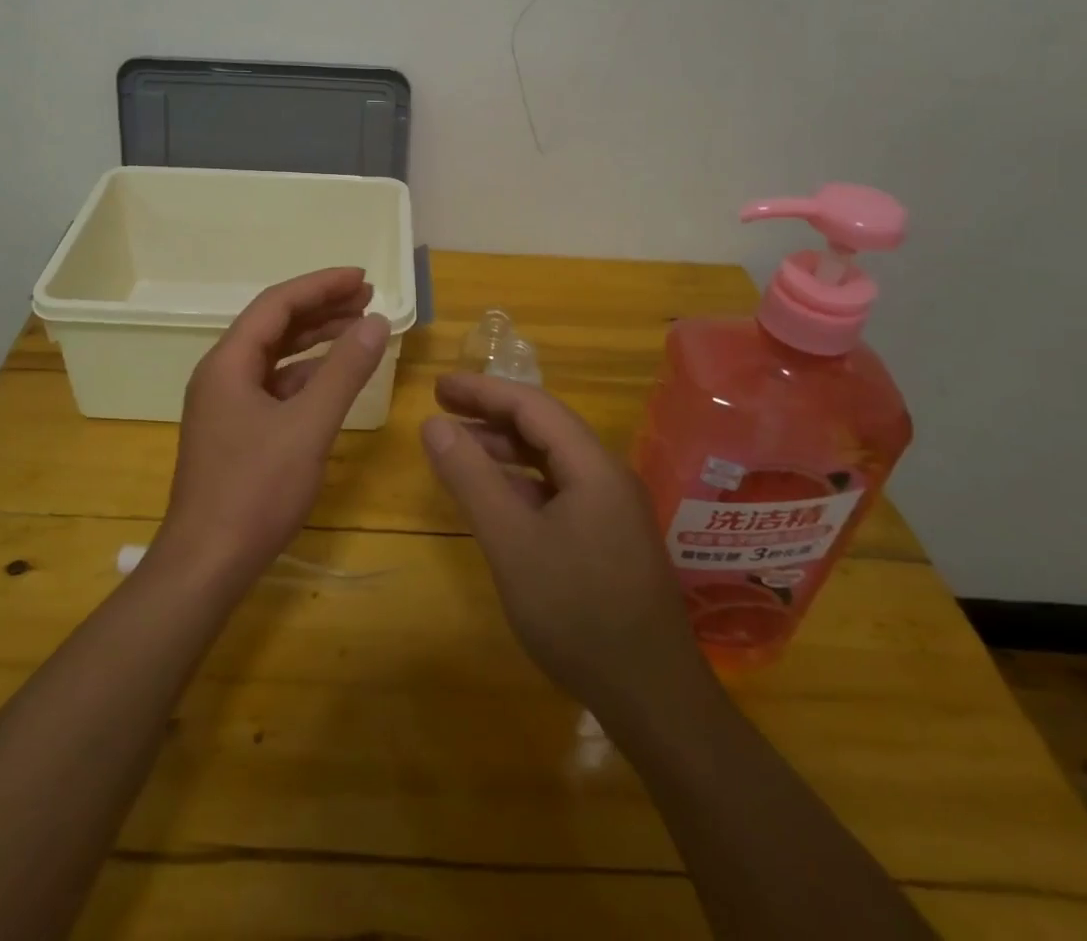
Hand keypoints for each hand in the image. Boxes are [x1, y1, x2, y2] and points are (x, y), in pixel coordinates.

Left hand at [161, 268, 389, 585]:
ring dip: (316, 340)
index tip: (363, 277)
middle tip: (368, 297)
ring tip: (359, 328)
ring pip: (276, 356)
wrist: (207, 564)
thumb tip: (375, 322)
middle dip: (321, 308)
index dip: (321, 285)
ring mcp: (226, 404)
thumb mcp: (308, 427)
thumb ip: (344, 371)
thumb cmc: (255, 491)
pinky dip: (306, 375)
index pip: (277, 304)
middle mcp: (222, 374)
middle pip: (275, 325)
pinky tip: (335, 378)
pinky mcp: (236, 430)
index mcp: (228, 362)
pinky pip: (275, 386)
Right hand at [421, 373, 713, 719]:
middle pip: (544, 427)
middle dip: (491, 413)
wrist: (653, 699)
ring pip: (551, 460)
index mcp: (592, 466)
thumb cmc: (578, 613)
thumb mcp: (512, 543)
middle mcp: (607, 476)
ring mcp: (612, 509)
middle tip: (442, 409)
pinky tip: (496, 498)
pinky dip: (521, 483)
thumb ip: (471, 478)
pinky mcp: (609, 538)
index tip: (438, 387)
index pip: (532, 405)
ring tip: (459, 448)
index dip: (482, 390)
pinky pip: (558, 491)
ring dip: (505, 449)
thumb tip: (433, 424)